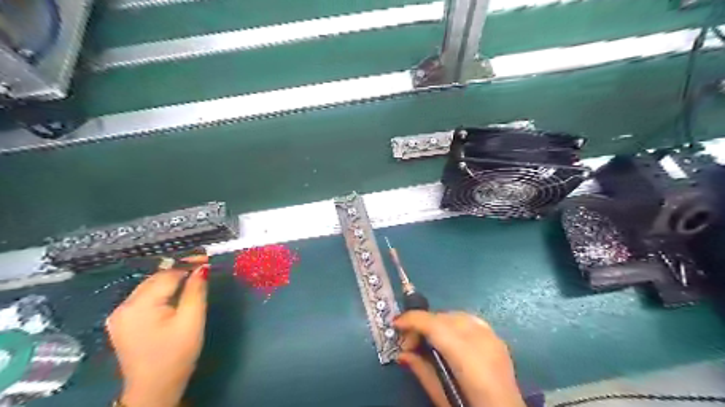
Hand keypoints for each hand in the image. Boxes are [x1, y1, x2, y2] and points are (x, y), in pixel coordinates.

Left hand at [107, 261, 208, 406]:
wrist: (154, 388)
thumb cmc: (177, 354)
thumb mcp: (192, 321)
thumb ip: (196, 291)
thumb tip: (202, 267)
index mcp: (139, 306)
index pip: (167, 275)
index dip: (188, 264)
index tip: (207, 258)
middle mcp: (123, 306)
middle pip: (156, 278)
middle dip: (179, 270)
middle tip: (203, 265)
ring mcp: (119, 314)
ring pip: (149, 286)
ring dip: (171, 279)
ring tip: (193, 275)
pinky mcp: (122, 321)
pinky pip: (144, 297)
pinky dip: (161, 291)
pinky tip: (175, 292)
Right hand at [394, 312, 524, 406]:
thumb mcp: (441, 397)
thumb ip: (421, 370)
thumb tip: (402, 353)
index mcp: (468, 357)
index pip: (435, 326)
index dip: (413, 320)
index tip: (396, 323)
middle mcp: (482, 340)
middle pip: (444, 318)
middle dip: (423, 324)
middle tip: (410, 343)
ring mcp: (493, 337)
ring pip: (456, 315)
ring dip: (437, 323)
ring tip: (428, 341)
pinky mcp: (498, 339)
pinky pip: (470, 321)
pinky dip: (454, 324)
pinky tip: (449, 339)